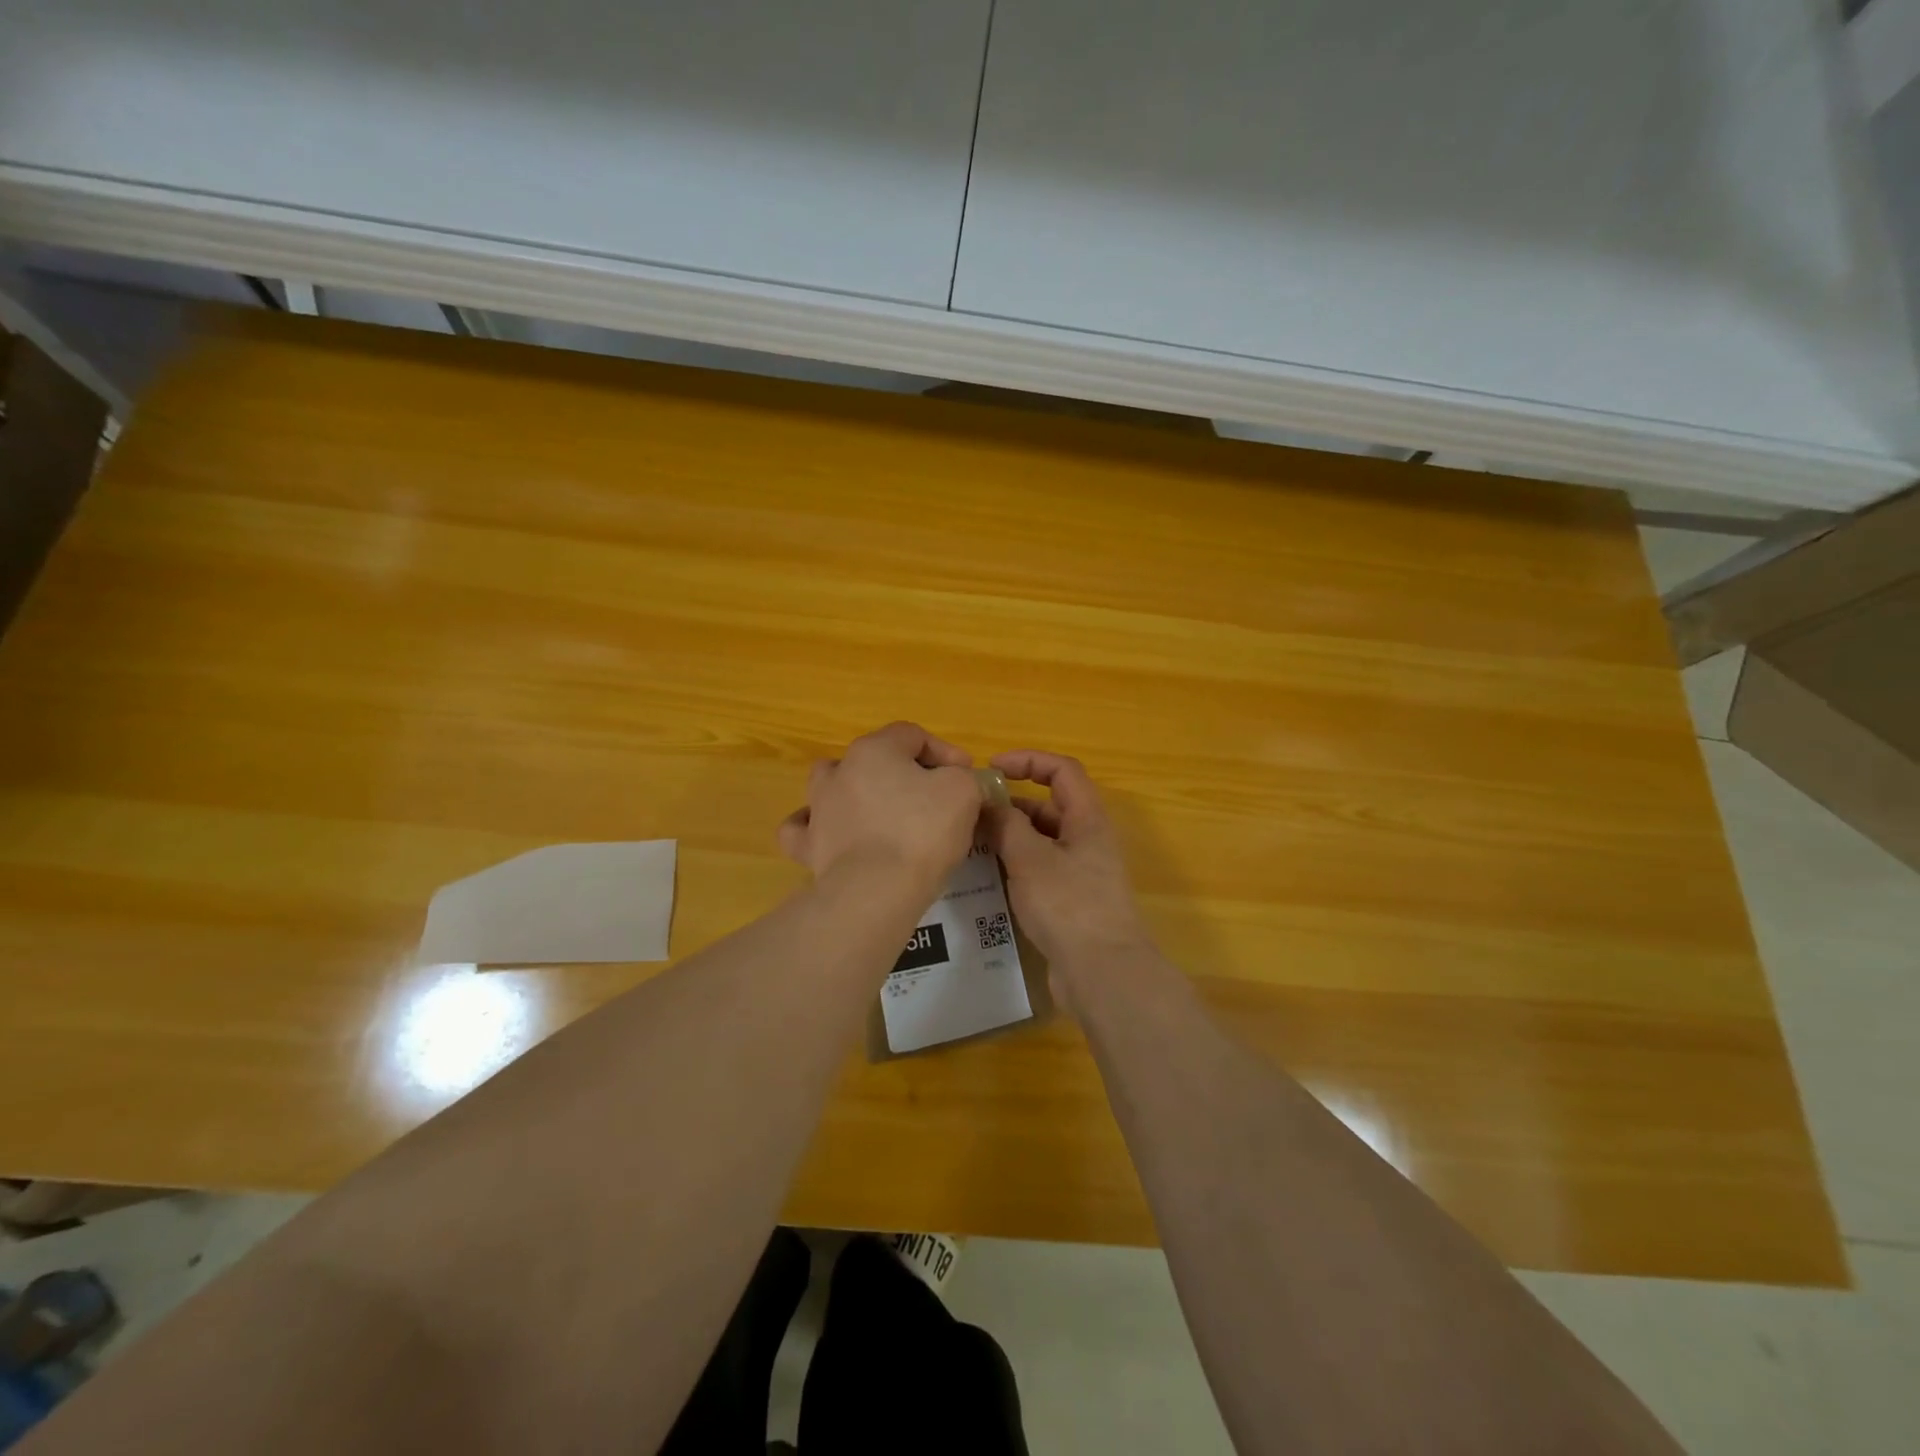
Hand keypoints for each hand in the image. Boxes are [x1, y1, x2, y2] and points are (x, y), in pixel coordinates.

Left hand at [777, 722, 982, 890]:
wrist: (876, 891)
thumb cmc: (922, 831)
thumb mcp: (963, 791)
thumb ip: (965, 778)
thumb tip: (961, 783)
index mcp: (874, 750)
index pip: (912, 735)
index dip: (945, 752)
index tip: (966, 776)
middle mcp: (839, 771)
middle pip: (874, 758)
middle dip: (904, 772)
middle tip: (932, 798)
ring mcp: (818, 809)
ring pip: (833, 785)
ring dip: (858, 793)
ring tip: (883, 815)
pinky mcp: (808, 847)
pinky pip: (805, 828)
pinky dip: (818, 827)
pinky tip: (834, 834)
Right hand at [984, 750, 1152, 994]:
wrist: (1103, 973)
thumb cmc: (1069, 905)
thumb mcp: (1030, 858)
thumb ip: (1006, 825)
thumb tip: (988, 804)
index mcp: (1088, 819)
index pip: (1062, 770)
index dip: (1028, 760)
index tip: (991, 768)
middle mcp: (1088, 840)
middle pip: (1049, 806)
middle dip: (1012, 803)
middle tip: (972, 813)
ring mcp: (1082, 873)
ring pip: (1042, 840)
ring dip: (1011, 836)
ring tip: (972, 843)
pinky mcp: (1072, 901)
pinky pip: (1040, 870)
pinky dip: (1016, 865)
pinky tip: (988, 877)